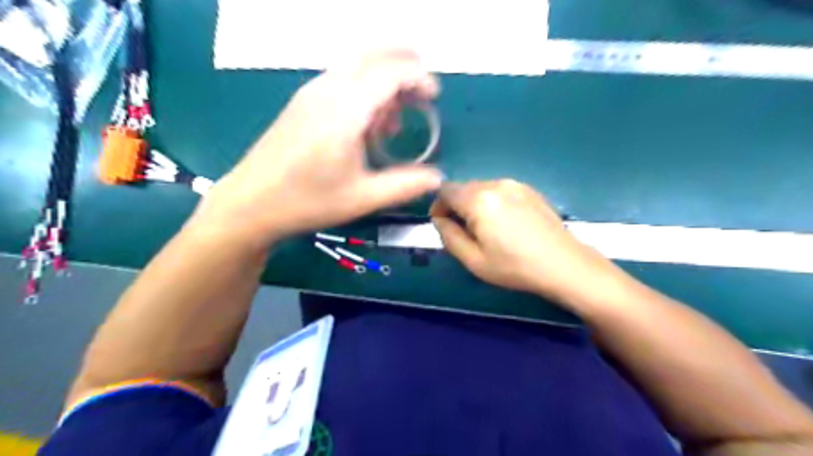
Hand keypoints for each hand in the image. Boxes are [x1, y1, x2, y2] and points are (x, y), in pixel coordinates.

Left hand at [193, 50, 442, 246]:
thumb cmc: (308, 201)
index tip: (434, 98)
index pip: (390, 72)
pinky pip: (341, 79)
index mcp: (345, 110)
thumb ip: (405, 185)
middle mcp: (327, 90)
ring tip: (396, 117)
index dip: (418, 77)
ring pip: (356, 65)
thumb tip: (437, 177)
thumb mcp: (363, 198)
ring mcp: (311, 93)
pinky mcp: (302, 102)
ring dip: (383, 78)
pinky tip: (367, 123)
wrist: (250, 203)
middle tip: (422, 93)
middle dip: (404, 65)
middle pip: (372, 55)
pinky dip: (365, 88)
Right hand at [431, 180, 616, 304]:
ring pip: (482, 188)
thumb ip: (448, 236)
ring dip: (475, 204)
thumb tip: (440, 219)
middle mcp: (495, 184)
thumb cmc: (515, 267)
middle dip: (457, 206)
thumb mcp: (473, 260)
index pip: (446, 190)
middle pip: (463, 187)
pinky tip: (506, 224)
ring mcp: (515, 184)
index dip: (438, 206)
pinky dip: (493, 202)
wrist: (564, 264)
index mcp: (479, 200)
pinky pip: (500, 190)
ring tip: (487, 229)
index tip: (444, 225)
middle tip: (465, 232)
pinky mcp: (529, 189)